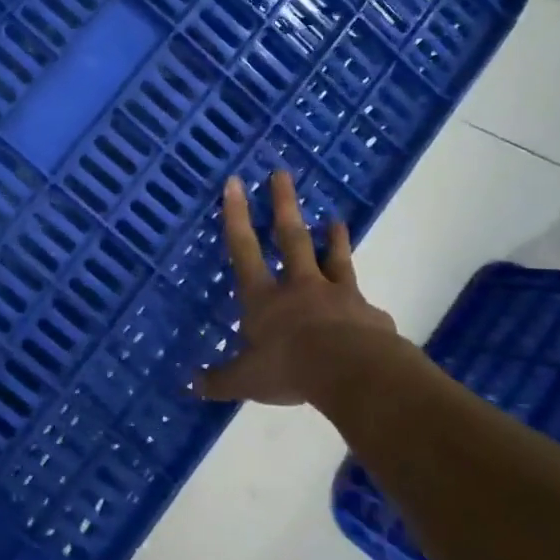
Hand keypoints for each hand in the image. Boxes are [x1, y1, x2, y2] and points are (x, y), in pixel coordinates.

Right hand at [197, 171, 396, 406]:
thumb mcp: (246, 380)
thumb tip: (190, 386)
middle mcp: (300, 286)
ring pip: (334, 259)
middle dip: (284, 205)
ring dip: (333, 239)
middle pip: (290, 238)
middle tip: (282, 174)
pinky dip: (363, 304)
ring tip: (337, 220)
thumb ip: (220, 381)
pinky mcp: (368, 313)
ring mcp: (338, 295)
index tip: (235, 182)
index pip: (244, 250)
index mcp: (265, 298)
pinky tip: (369, 310)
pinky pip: (363, 303)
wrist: (352, 372)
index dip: (236, 216)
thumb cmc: (289, 369)